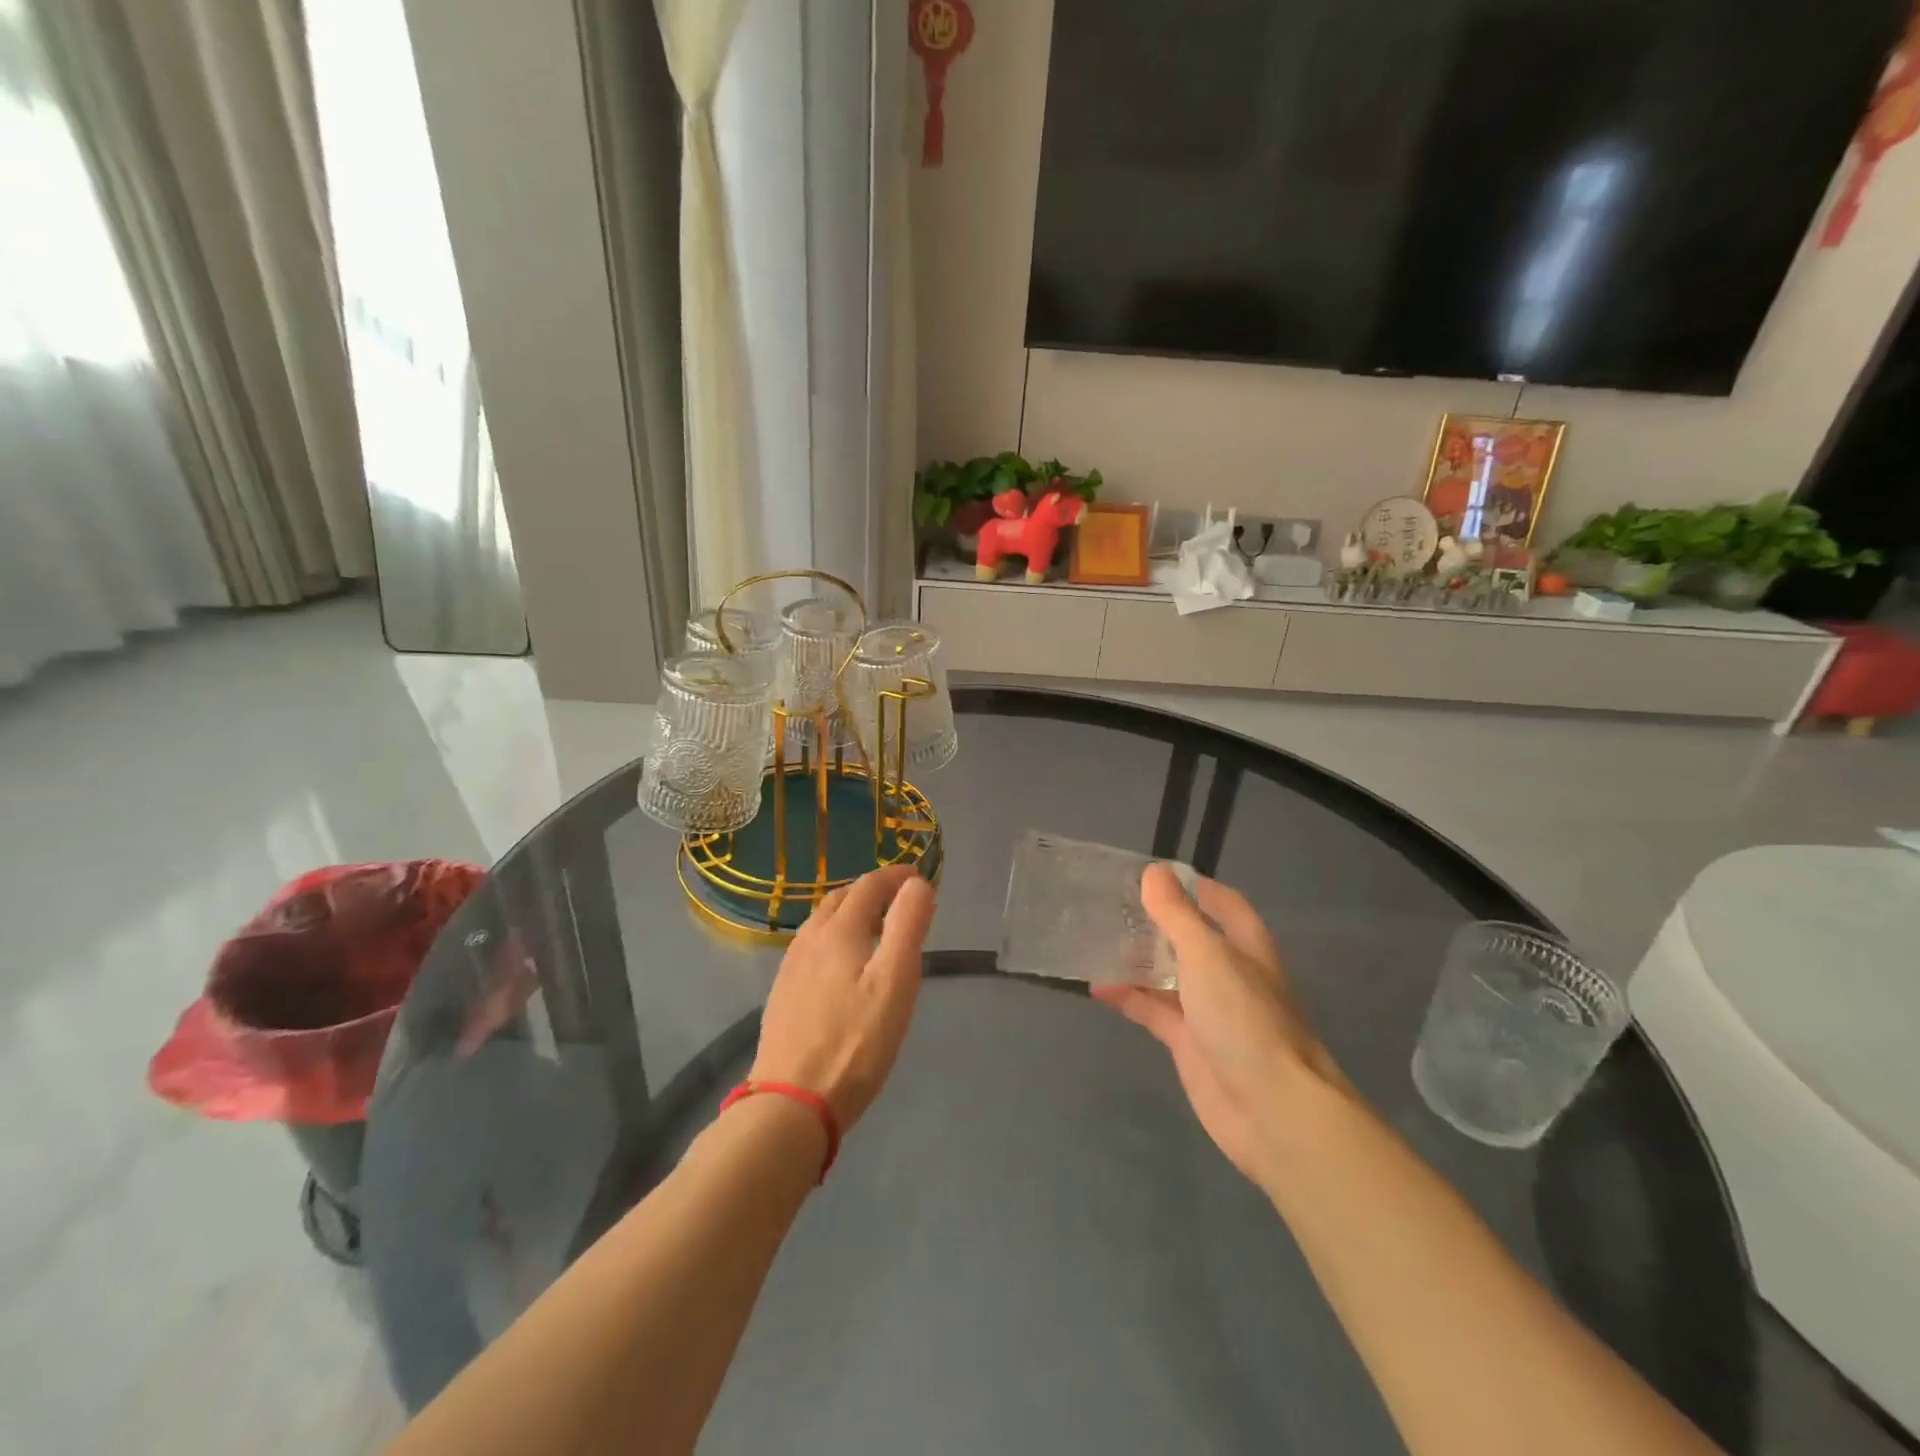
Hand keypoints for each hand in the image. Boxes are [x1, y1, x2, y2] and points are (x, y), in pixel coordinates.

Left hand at [751, 864, 935, 1129]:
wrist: (792, 1102)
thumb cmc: (855, 1040)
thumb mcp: (895, 980)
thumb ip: (907, 925)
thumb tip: (917, 883)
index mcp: (839, 930)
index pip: (869, 885)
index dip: (895, 876)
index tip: (919, 877)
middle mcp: (810, 939)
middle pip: (841, 899)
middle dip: (872, 891)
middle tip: (899, 900)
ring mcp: (791, 967)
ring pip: (822, 923)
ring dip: (850, 913)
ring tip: (874, 927)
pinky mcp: (783, 993)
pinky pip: (812, 947)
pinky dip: (834, 937)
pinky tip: (841, 964)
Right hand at [1093, 865, 1347, 1191]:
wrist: (1272, 1109)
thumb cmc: (1244, 1018)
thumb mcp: (1207, 955)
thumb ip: (1177, 914)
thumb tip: (1154, 871)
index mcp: (1246, 947)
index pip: (1223, 904)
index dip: (1194, 887)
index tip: (1153, 875)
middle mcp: (1230, 975)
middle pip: (1190, 939)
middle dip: (1156, 924)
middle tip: (1111, 906)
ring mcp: (1209, 1011)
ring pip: (1168, 976)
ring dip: (1138, 960)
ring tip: (1096, 940)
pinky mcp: (1189, 1044)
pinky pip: (1154, 1012)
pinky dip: (1128, 998)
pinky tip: (1097, 987)